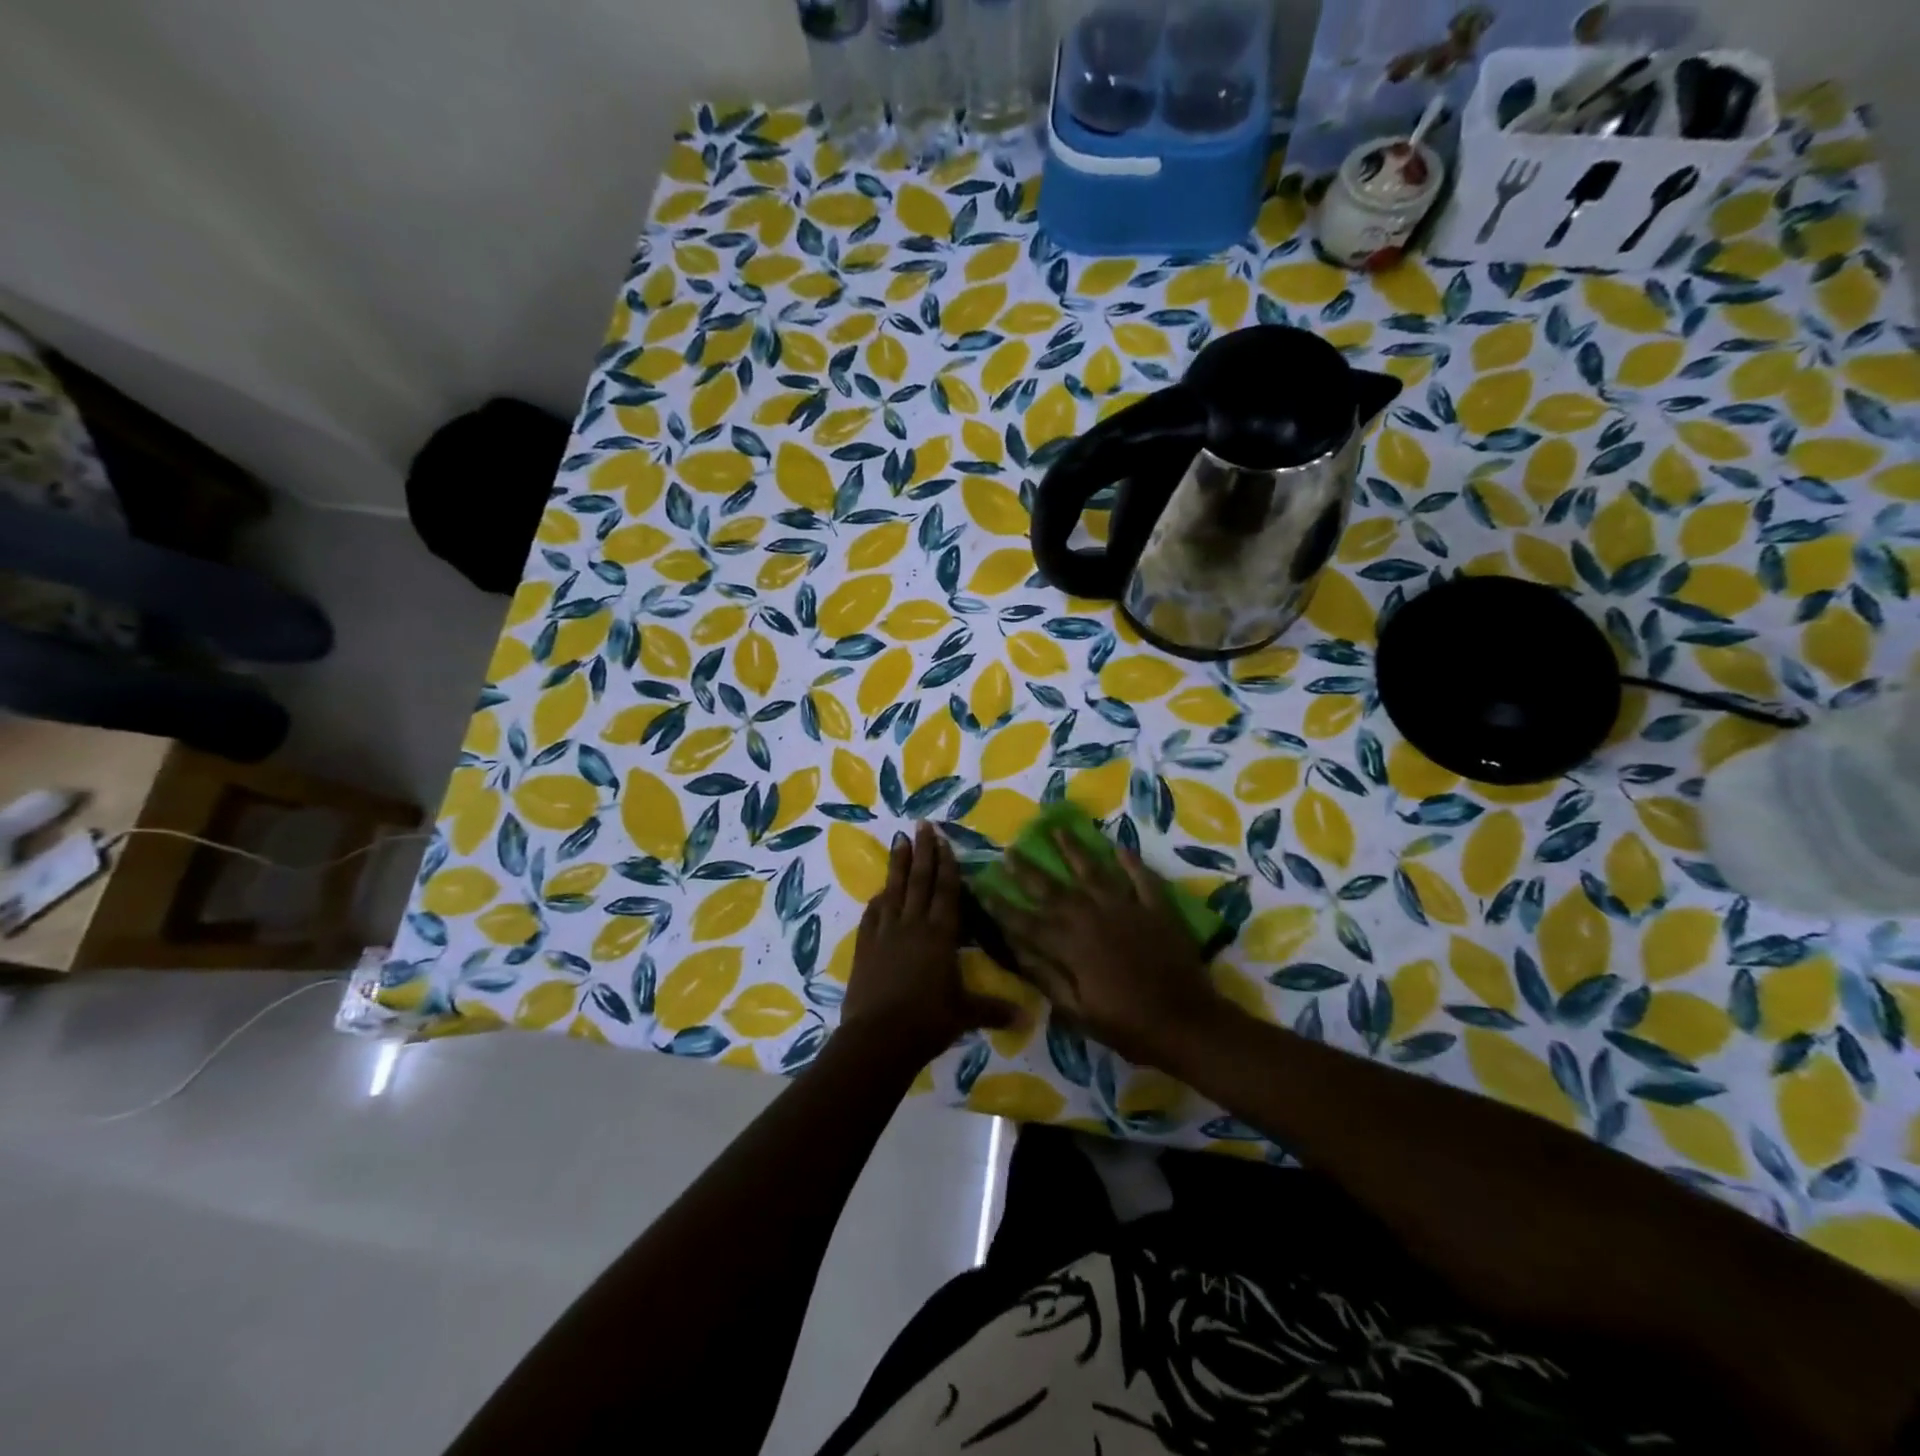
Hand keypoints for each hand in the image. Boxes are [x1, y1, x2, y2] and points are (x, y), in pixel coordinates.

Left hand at [840, 822, 1009, 1063]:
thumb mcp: (965, 1014)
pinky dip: (878, 900)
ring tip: (900, 840)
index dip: (947, 864)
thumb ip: (993, 1009)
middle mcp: (913, 925)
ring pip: (894, 890)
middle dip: (923, 851)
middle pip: (919, 881)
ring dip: (898, 864)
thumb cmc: (928, 1021)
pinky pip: (873, 915)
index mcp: (940, 935)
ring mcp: (886, 933)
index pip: (946, 891)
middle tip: (922, 825)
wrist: (878, 1037)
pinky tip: (879, 892)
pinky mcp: (865, 947)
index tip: (944, 839)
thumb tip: (1026, 1017)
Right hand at [983, 830, 1224, 1066]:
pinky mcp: (1156, 909)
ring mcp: (1127, 909)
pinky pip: (1141, 878)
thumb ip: (1047, 978)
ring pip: (1094, 872)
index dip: (1003, 906)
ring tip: (1058, 829)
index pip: (1027, 922)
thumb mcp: (1079, 1012)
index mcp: (1072, 946)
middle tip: (1011, 850)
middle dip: (1029, 870)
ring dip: (1074, 850)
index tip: (983, 887)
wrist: (1188, 1024)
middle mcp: (1093, 918)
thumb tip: (1016, 949)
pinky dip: (1130, 862)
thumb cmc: (1128, 1027)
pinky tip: (1119, 846)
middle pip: (1054, 889)